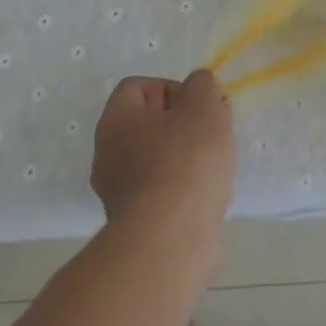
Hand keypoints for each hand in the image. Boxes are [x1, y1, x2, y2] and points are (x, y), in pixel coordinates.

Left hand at [91, 70, 236, 226]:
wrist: (172, 240)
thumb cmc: (184, 159)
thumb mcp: (203, 103)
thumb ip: (202, 85)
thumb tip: (197, 88)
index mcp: (116, 121)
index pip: (136, 88)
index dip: (170, 87)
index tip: (197, 103)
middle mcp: (108, 155)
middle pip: (149, 125)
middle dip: (185, 124)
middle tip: (213, 130)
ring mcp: (119, 195)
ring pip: (159, 161)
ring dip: (189, 158)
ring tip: (216, 166)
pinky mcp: (137, 227)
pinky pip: (164, 194)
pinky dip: (186, 192)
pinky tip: (209, 197)